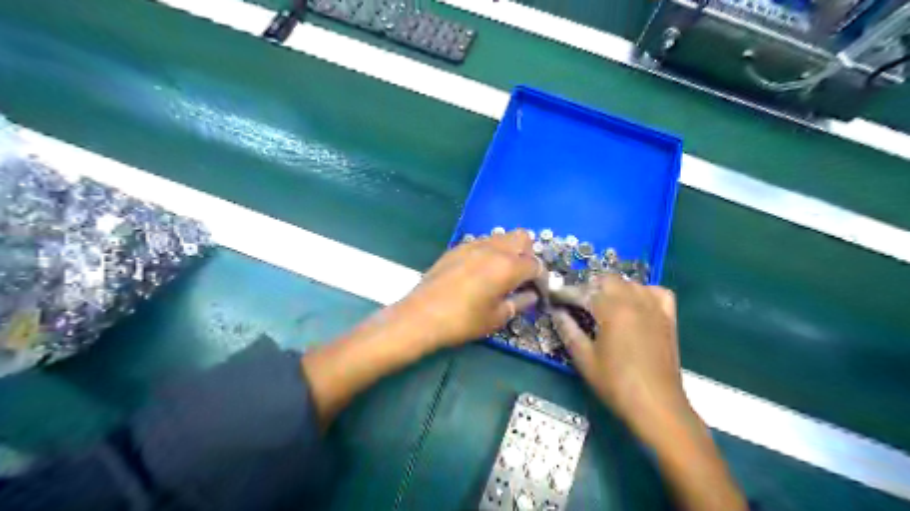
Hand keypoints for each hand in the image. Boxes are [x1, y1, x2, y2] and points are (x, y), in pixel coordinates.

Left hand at [393, 229, 538, 349]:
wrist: (422, 315)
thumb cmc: (463, 321)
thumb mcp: (496, 317)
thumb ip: (519, 303)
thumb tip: (530, 296)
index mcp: (508, 266)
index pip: (536, 264)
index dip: (541, 278)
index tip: (537, 291)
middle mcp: (494, 249)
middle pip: (522, 237)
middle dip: (528, 254)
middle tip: (521, 277)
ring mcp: (473, 245)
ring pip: (501, 237)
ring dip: (509, 251)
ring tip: (501, 273)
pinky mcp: (457, 248)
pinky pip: (482, 242)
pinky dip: (490, 252)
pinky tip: (480, 271)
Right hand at [552, 274, 694, 439]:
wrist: (657, 406)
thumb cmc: (616, 384)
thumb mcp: (585, 359)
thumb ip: (569, 330)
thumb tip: (557, 312)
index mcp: (612, 310)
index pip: (584, 292)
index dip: (566, 293)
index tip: (555, 298)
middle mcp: (634, 301)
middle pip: (608, 280)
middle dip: (589, 287)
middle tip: (577, 304)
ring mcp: (655, 308)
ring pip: (631, 283)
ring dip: (613, 288)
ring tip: (602, 304)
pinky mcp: (668, 318)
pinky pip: (657, 292)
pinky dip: (644, 292)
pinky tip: (636, 303)